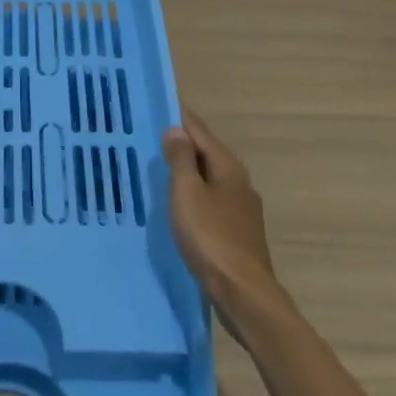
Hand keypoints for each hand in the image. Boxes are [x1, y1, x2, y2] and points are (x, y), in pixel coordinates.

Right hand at [165, 107, 281, 319]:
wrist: (243, 293)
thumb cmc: (211, 238)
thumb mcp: (187, 194)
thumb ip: (181, 160)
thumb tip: (176, 130)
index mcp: (228, 167)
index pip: (200, 130)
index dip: (180, 116)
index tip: (160, 102)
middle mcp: (239, 182)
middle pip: (207, 152)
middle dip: (183, 141)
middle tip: (152, 132)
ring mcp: (241, 209)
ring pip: (209, 177)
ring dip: (188, 168)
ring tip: (160, 165)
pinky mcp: (237, 232)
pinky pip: (210, 200)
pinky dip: (193, 192)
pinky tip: (179, 202)